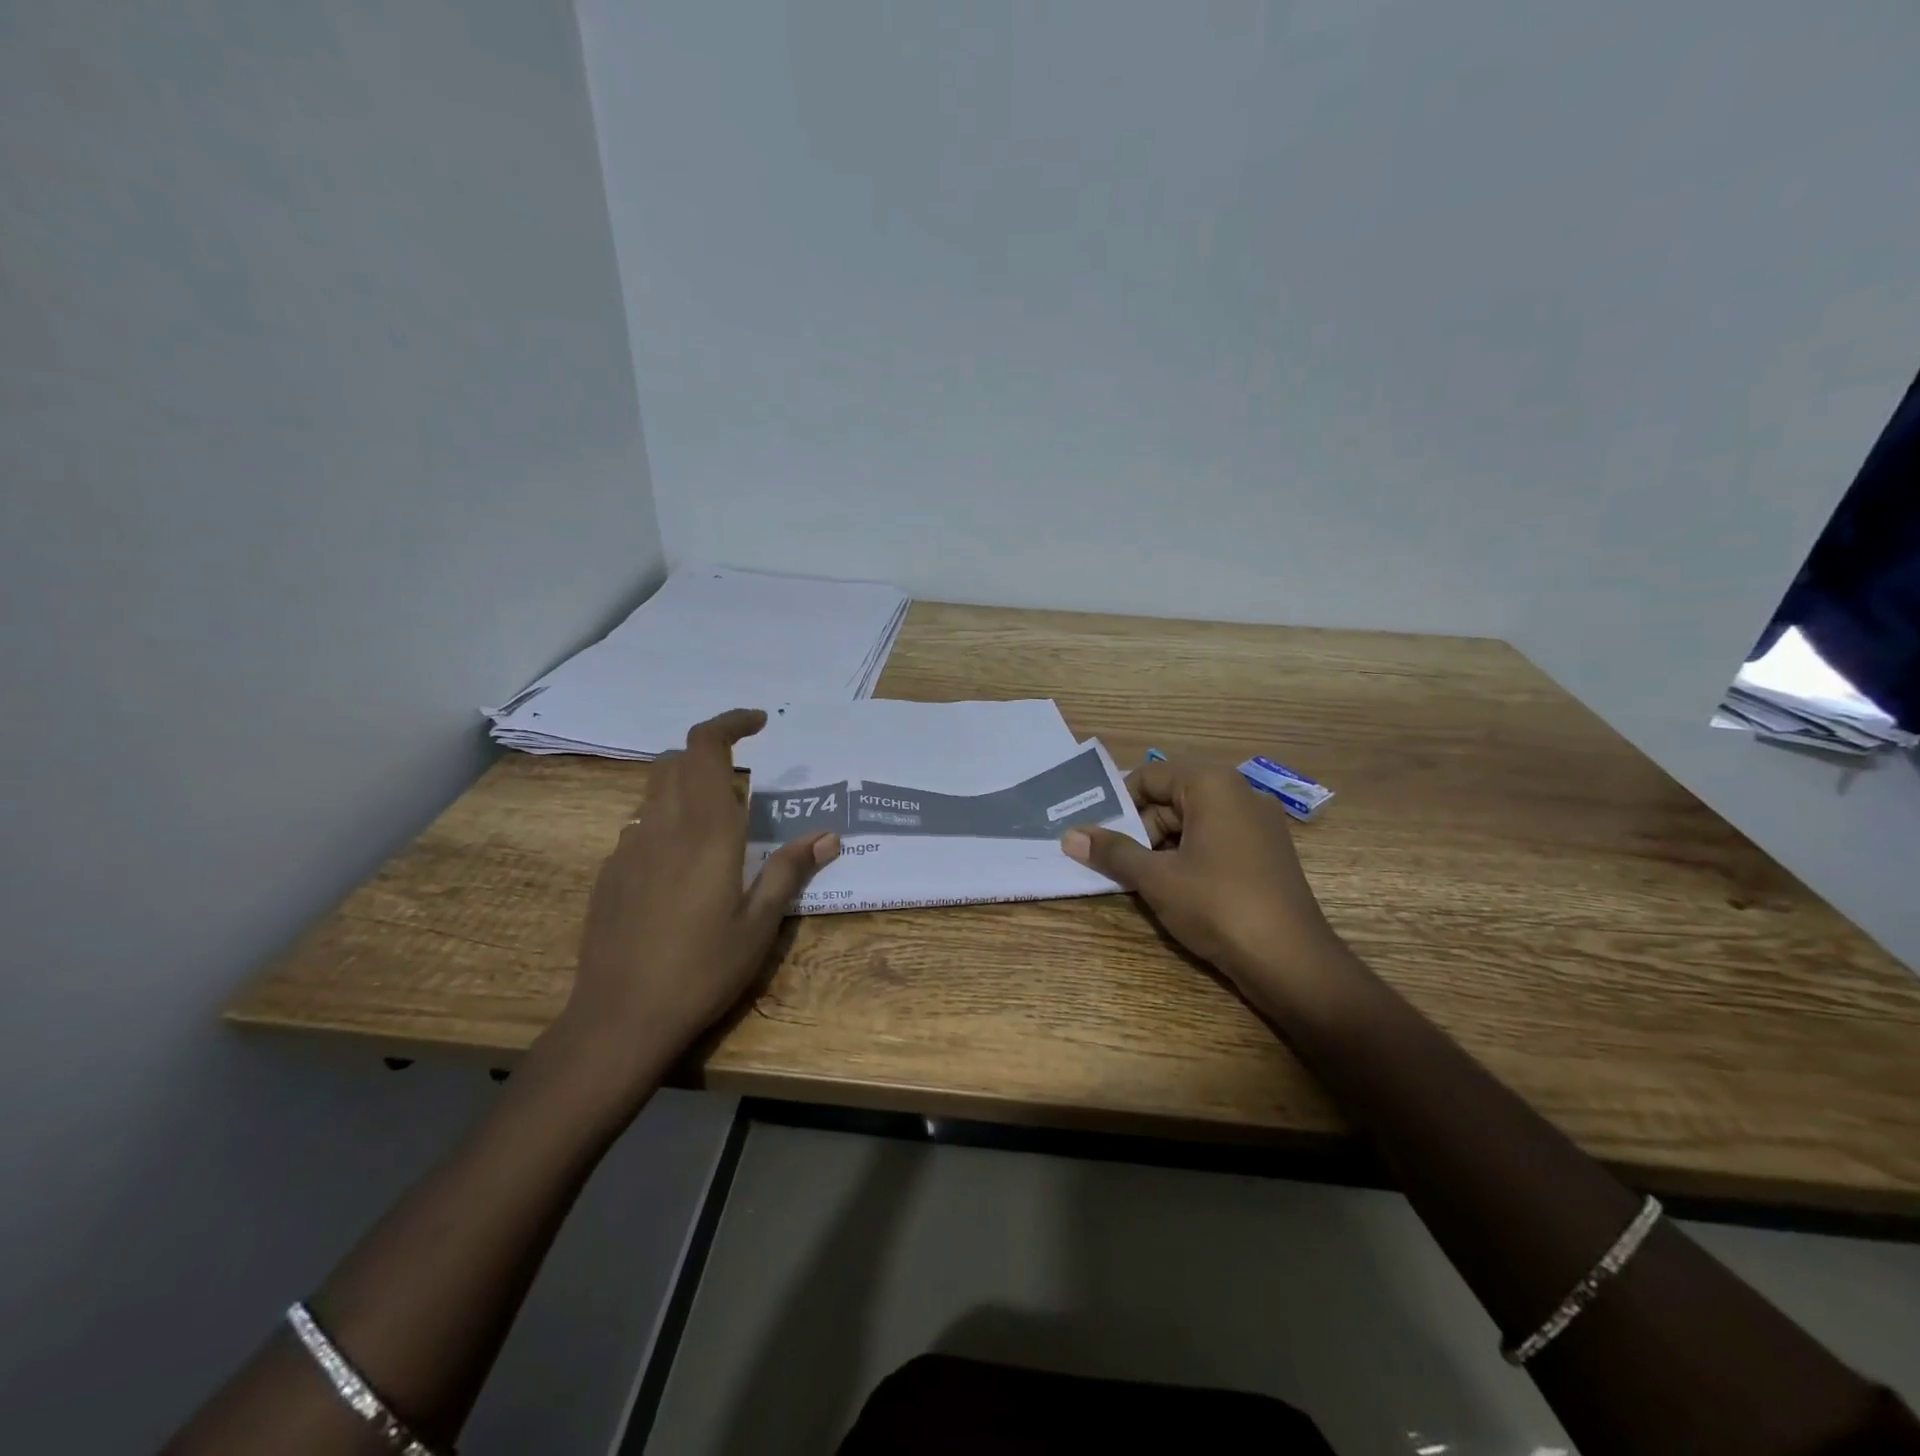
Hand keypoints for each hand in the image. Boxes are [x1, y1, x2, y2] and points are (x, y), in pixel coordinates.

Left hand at [551, 708, 838, 1102]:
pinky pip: (640, 828)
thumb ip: (790, 870)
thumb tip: (827, 836)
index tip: (759, 723)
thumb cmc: (703, 969)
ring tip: (717, 829)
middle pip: (677, 760)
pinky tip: (682, 872)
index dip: (730, 722)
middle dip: (710, 756)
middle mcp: (663, 825)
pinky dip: (666, 825)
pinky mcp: (610, 874)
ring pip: (655, 792)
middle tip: (744, 785)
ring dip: (687, 789)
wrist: (620, 1018)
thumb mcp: (760, 924)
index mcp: (706, 829)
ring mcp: (629, 848)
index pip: (706, 746)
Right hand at [1060, 756, 1350, 1011]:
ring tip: (1137, 880)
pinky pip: (1214, 841)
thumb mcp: (1156, 878)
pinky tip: (1172, 889)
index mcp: (1213, 785)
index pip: (1150, 776)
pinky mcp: (1266, 854)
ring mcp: (1258, 825)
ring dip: (1161, 847)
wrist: (1292, 962)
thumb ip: (1113, 852)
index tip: (1094, 831)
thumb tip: (1070, 836)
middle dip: (1139, 828)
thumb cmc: (1218, 906)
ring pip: (1192, 822)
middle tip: (1112, 862)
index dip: (1117, 802)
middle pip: (1171, 798)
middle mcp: (1239, 794)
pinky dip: (1187, 858)